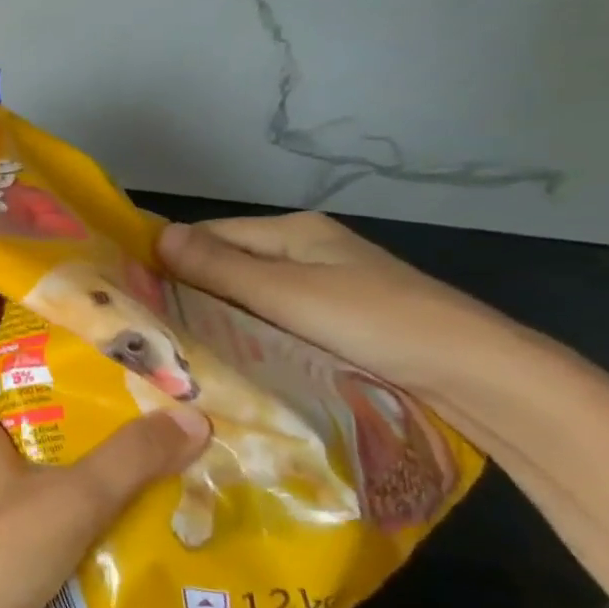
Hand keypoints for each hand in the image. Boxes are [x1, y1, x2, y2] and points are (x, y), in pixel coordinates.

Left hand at [0, 363, 207, 607]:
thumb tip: (192, 414)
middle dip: (68, 409)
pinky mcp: (14, 559)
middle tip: (132, 387)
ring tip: (156, 447)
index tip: (32, 325)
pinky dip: (91, 520)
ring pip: (45, 479)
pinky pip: (58, 527)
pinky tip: (144, 518)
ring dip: (88, 469)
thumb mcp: (70, 496)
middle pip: (21, 427)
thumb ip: (129, 458)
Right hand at [157, 212, 508, 401]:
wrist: (478, 376)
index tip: (130, 292)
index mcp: (294, 232)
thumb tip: (156, 235)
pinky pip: (269, 319)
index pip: (208, 235)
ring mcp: (321, 287)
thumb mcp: (287, 294)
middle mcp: (304, 251)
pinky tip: (223, 356)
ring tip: (173, 345)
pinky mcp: (332, 321)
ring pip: (245, 295)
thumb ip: (220, 267)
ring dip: (214, 315)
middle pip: (225, 265)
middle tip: (146, 326)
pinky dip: (243, 333)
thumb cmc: (376, 323)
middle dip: (187, 291)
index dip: (168, 259)